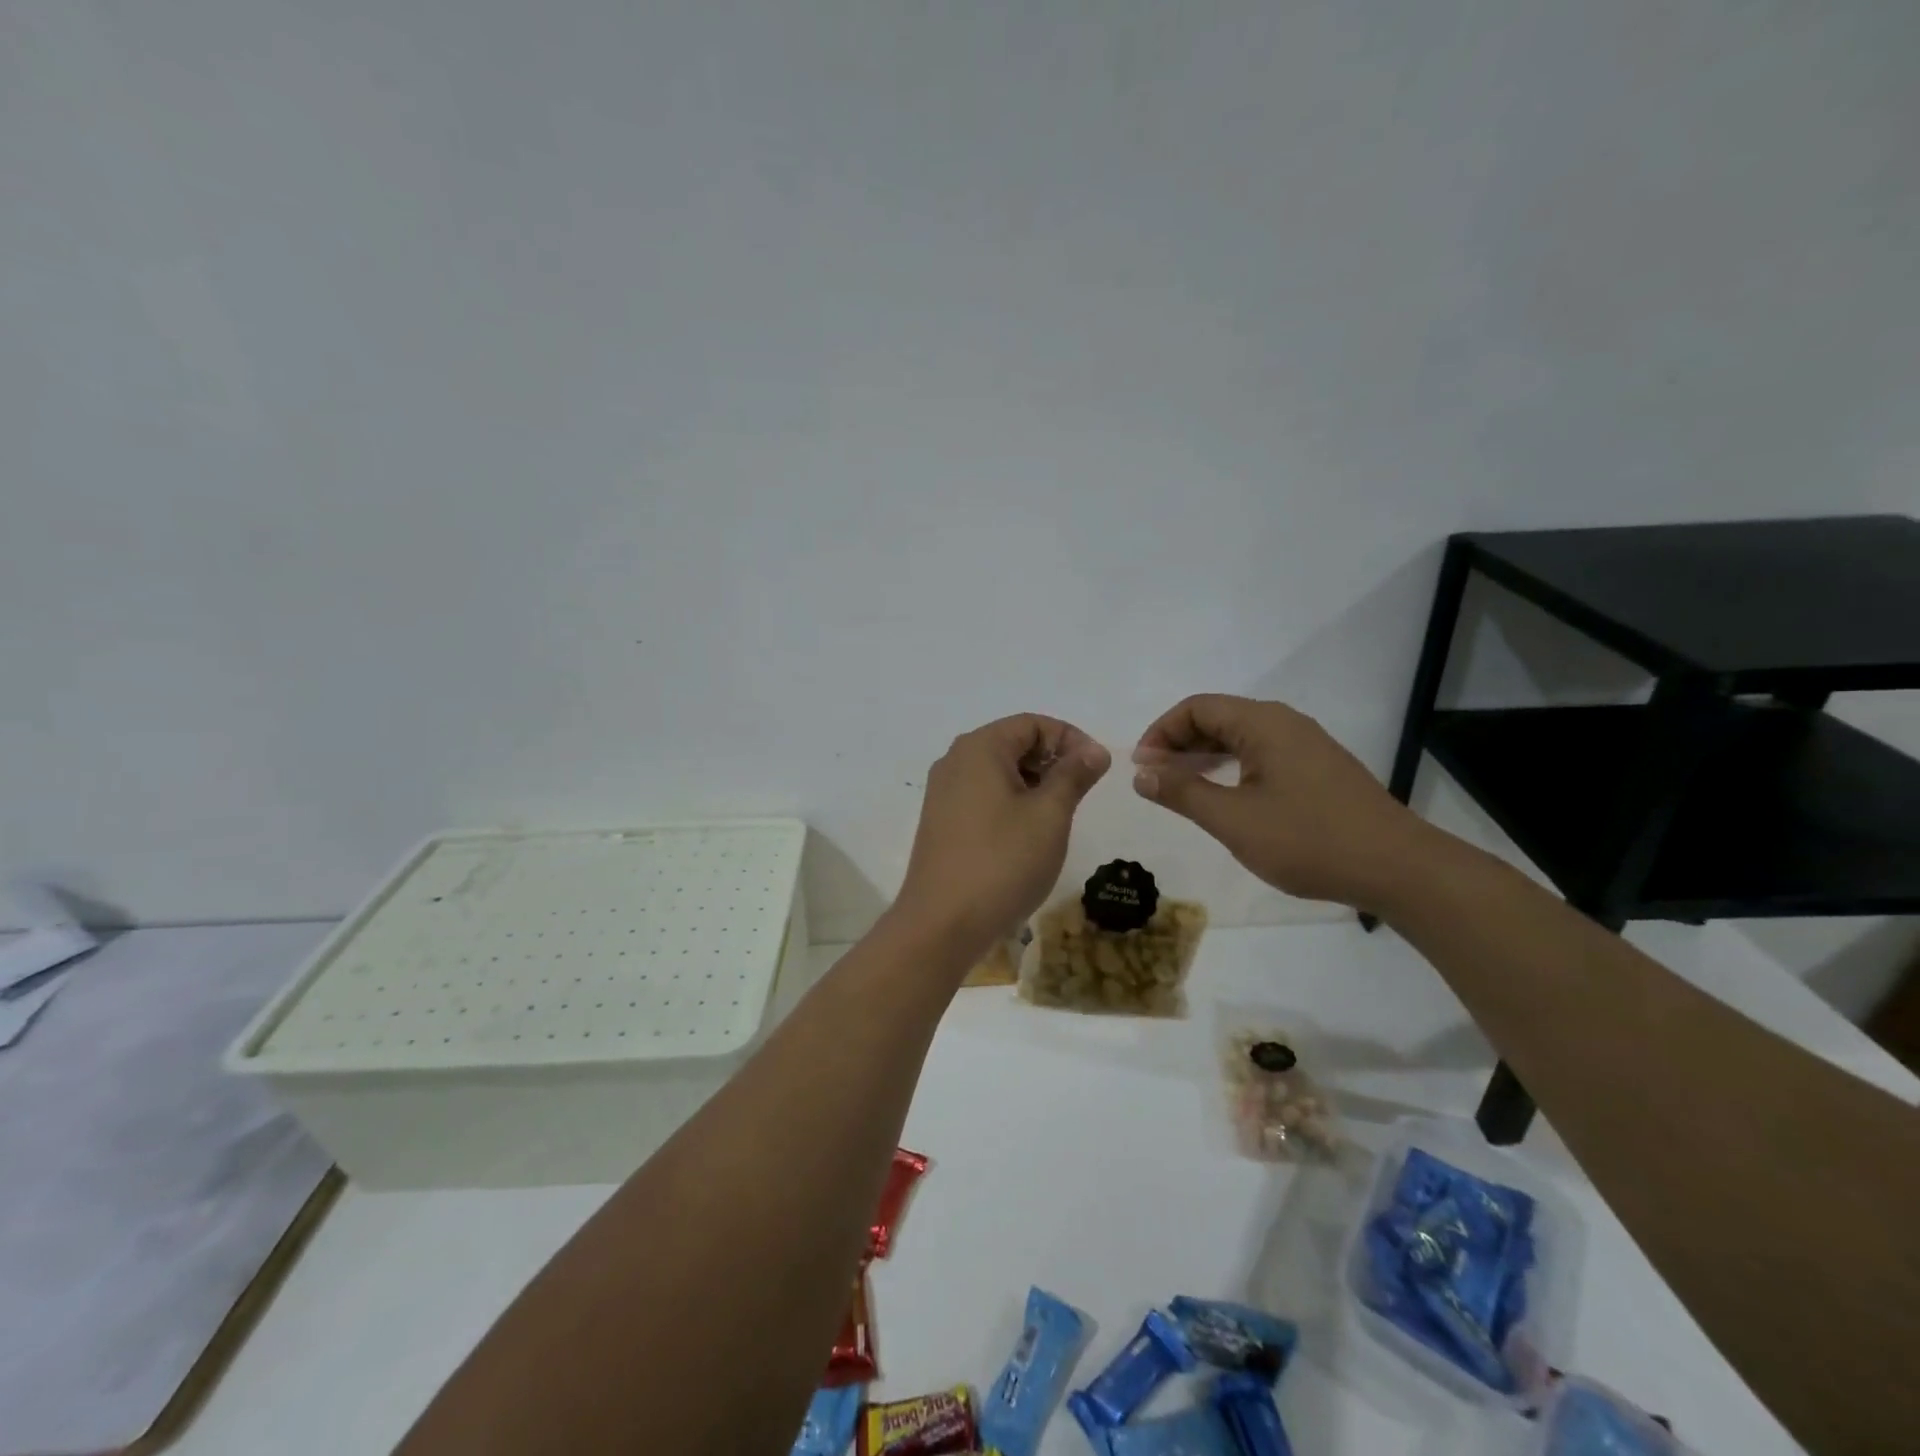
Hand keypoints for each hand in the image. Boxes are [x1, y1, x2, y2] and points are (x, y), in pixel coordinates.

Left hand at [894, 715, 1110, 958]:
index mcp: (979, 748)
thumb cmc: (1002, 862)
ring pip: (999, 772)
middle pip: (1013, 744)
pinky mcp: (941, 822)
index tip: (1098, 769)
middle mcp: (955, 761)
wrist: (941, 923)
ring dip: (1034, 785)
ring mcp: (943, 793)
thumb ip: (1074, 775)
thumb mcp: (1049, 815)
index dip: (1071, 739)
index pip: (1032, 723)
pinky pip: (983, 797)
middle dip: (1052, 762)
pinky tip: (1027, 836)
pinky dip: (1011, 804)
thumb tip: (1094, 750)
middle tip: (1081, 795)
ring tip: (1058, 818)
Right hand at [1132, 694, 1434, 911]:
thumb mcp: (1233, 820)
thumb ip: (1183, 793)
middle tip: (1154, 779)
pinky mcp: (1319, 769)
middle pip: (1218, 717)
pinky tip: (1223, 796)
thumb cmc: (1308, 840)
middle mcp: (1285, 723)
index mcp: (1263, 724)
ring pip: (1240, 737)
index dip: (1161, 732)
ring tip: (1180, 787)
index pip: (1197, 708)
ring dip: (1203, 756)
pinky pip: (1261, 754)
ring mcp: (1306, 745)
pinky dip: (1231, 766)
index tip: (1142, 768)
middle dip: (1179, 743)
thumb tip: (1141, 773)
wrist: (1397, 868)